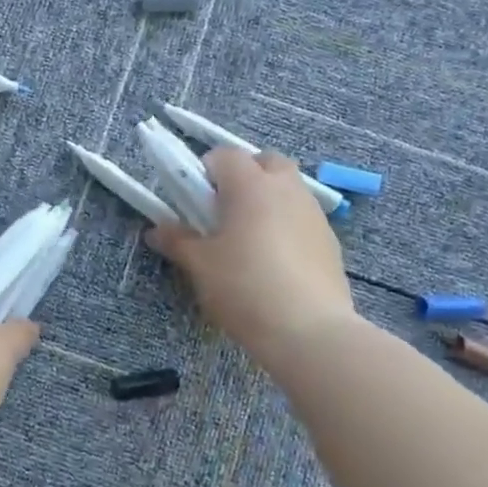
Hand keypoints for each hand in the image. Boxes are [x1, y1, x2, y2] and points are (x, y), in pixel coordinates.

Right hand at [146, 147, 357, 355]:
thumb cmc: (244, 287)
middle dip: (244, 176)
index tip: (194, 202)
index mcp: (251, 185)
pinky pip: (302, 217)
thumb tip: (156, 231)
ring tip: (250, 239)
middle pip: (265, 162)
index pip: (224, 155)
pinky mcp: (330, 240)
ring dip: (268, 199)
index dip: (205, 172)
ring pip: (288, 188)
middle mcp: (286, 188)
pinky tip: (276, 262)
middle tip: (225, 211)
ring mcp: (314, 213)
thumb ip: (178, 241)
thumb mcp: (201, 265)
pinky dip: (287, 225)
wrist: (309, 331)